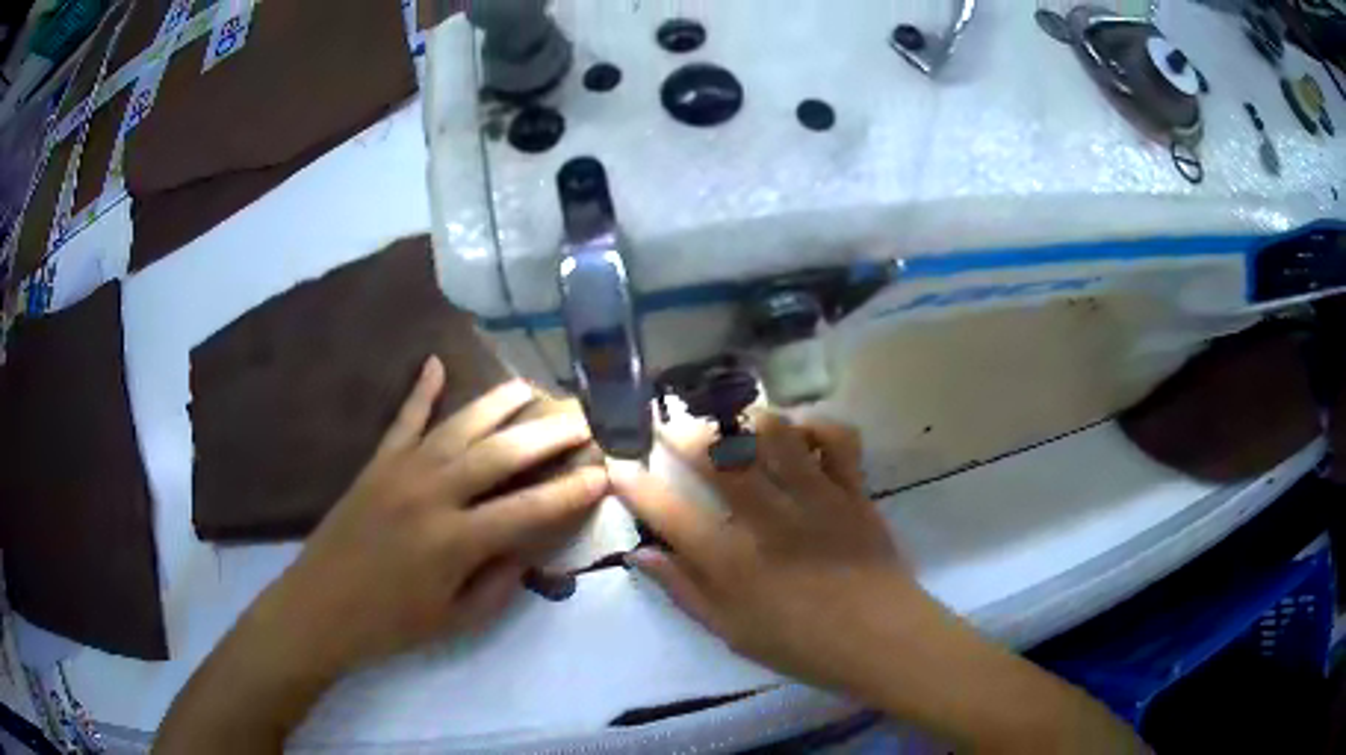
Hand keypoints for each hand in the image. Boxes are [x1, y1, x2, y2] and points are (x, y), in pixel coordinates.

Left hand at [262, 356, 608, 675]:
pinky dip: (420, 390)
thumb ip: (499, 584)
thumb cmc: (390, 625)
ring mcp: (401, 471)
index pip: (529, 509)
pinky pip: (403, 420)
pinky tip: (436, 362)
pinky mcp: (376, 463)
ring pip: (459, 425)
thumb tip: (528, 549)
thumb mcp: (456, 620)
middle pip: (501, 453)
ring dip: (499, 402)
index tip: (605, 472)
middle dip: (548, 433)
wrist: (319, 608)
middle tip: (582, 416)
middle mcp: (432, 494)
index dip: (572, 492)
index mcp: (455, 541)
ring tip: (531, 385)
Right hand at [613, 413, 940, 692]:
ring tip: (733, 419)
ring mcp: (817, 501)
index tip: (617, 465)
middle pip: (721, 459)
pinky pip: (838, 439)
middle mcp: (772, 523)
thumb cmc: (803, 646)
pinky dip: (816, 426)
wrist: (883, 640)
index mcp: (736, 565)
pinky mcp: (854, 491)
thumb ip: (685, 592)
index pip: (671, 516)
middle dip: (685, 432)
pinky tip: (800, 434)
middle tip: (669, 422)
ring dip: (748, 418)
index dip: (636, 486)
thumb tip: (640, 556)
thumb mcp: (733, 632)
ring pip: (778, 436)